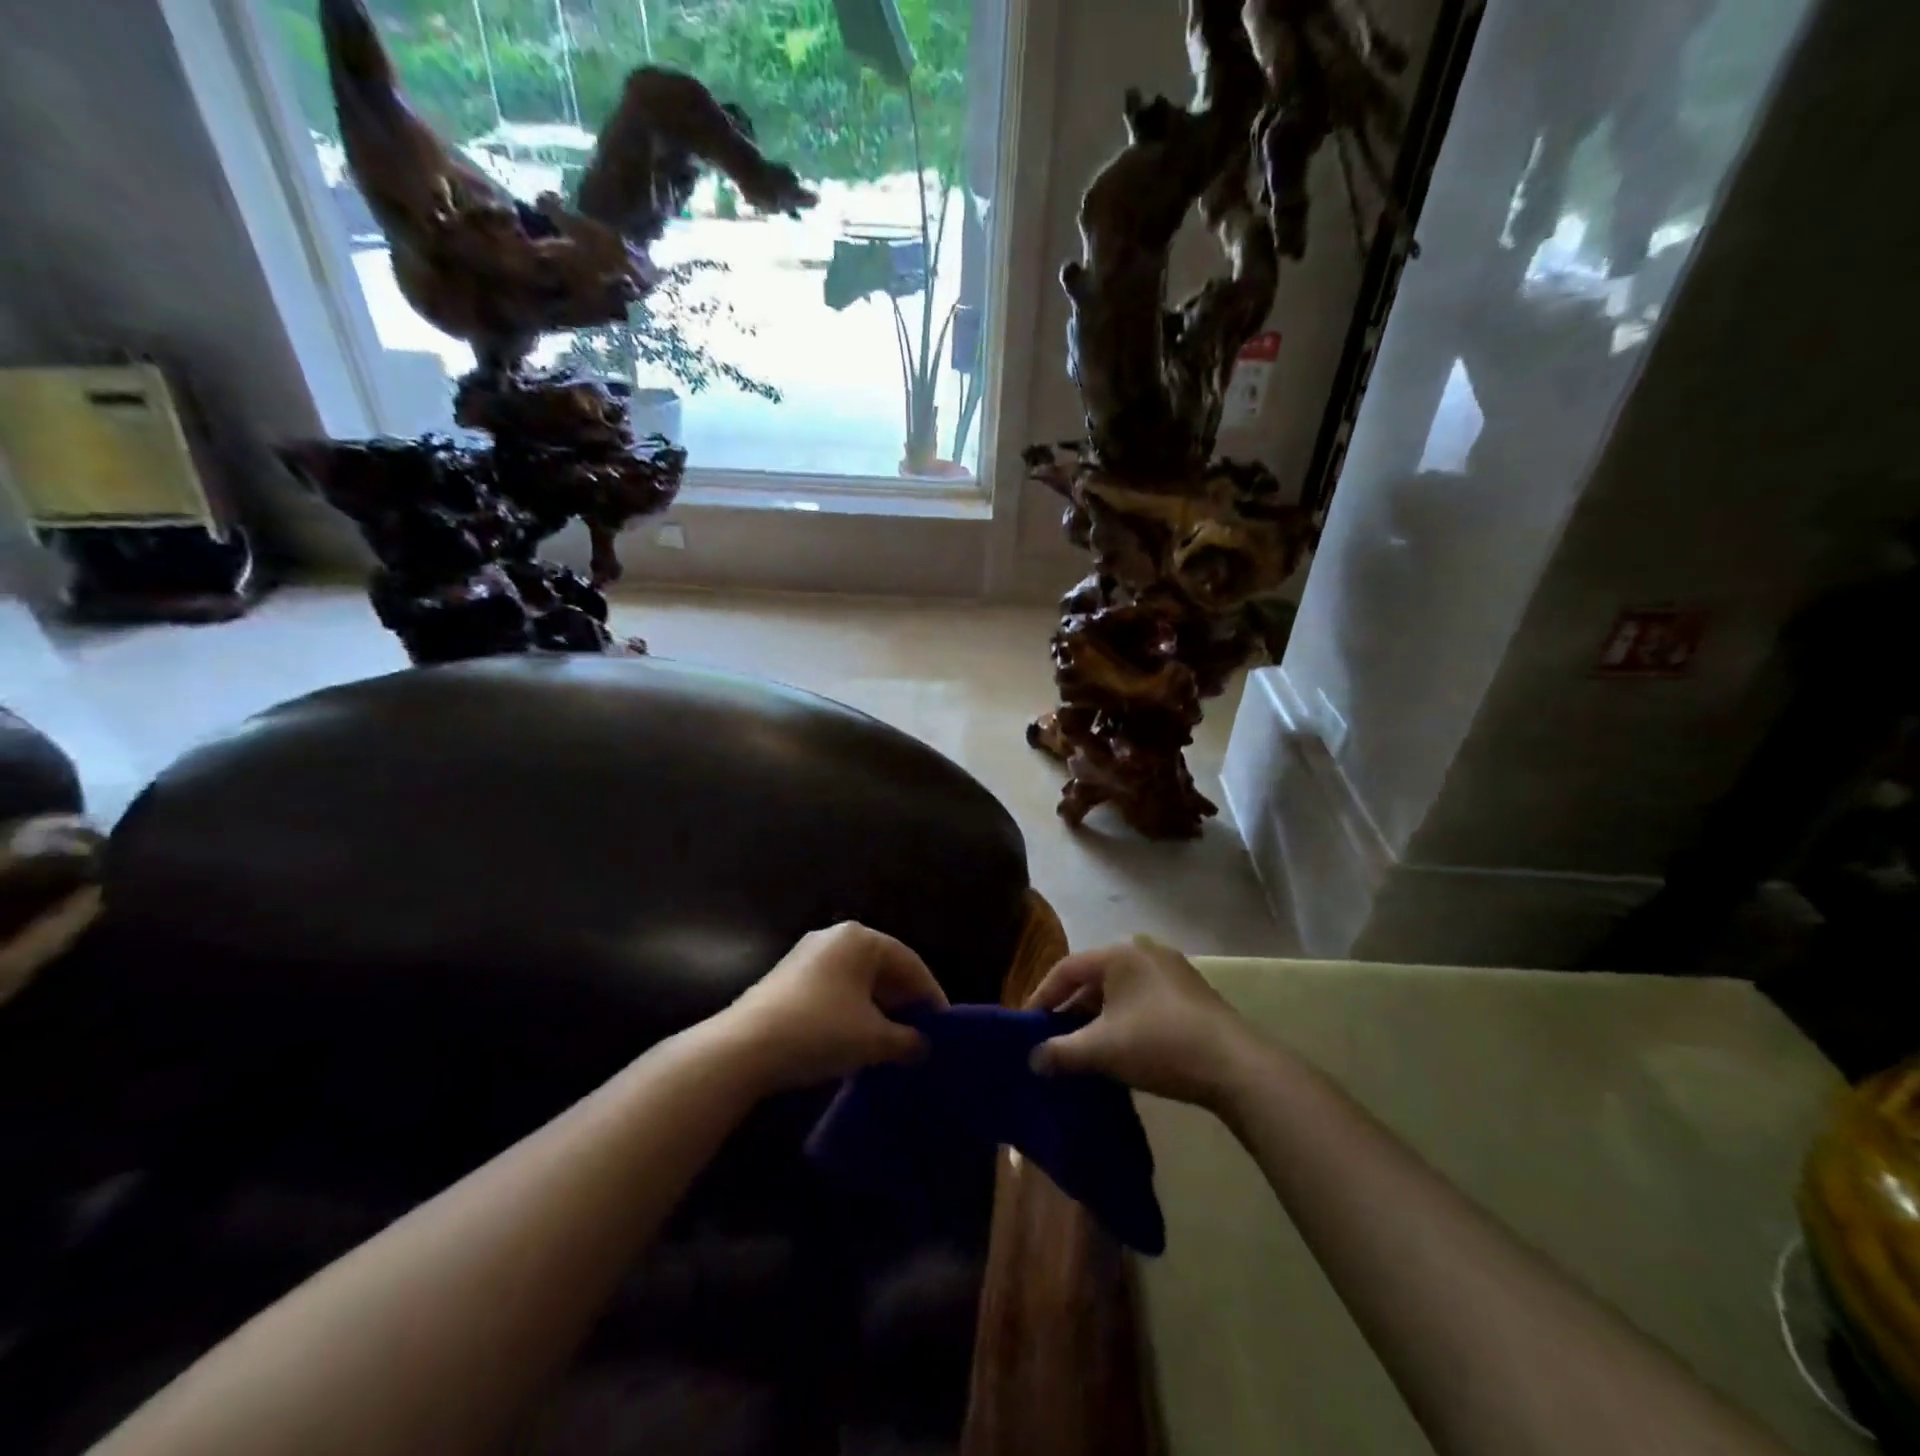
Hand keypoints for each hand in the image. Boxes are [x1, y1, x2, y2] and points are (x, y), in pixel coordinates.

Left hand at [718, 922, 947, 1092]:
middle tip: (921, 1035)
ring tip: (893, 1042)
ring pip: (857, 980)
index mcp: (860, 938)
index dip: (930, 995)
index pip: (909, 962)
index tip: (944, 1027)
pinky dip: (852, 1011)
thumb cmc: (820, 1031)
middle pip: (883, 967)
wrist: (743, 1049)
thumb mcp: (873, 1039)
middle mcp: (834, 937)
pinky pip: (835, 989)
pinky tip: (856, 1040)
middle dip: (903, 1001)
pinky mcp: (788, 979)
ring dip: (878, 1009)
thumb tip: (923, 1046)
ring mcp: (807, 956)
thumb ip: (906, 1040)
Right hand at [1026, 936, 1248, 1107]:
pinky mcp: (1192, 994)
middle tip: (1053, 1038)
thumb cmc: (1158, 1044)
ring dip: (1098, 1017)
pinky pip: (1143, 1000)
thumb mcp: (1101, 1050)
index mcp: (1119, 954)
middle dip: (1071, 1009)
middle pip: (1094, 978)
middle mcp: (1144, 952)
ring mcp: (1172, 971)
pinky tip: (1122, 1048)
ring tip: (1084, 1048)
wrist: (1234, 1065)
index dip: (1042, 996)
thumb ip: (1061, 1052)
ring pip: (1120, 991)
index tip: (1027, 1025)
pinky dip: (1125, 1019)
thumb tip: (1033, 1060)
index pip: (1067, 968)